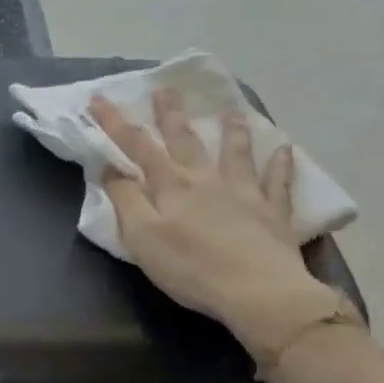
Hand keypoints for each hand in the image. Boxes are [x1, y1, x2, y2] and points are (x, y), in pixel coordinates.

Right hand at [88, 91, 340, 358]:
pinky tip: (284, 149)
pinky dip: (280, 164)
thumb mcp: (142, 238)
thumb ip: (125, 201)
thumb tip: (109, 170)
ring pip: (235, 153)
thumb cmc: (190, 268)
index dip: (115, 123)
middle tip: (165, 90)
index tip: (99, 99)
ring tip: (230, 110)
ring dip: (231, 130)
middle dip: (170, 115)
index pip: (137, 147)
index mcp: (171, 186)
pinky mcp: (273, 213)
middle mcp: (206, 180)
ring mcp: (244, 193)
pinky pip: (278, 182)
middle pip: (185, 140)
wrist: (258, 292)